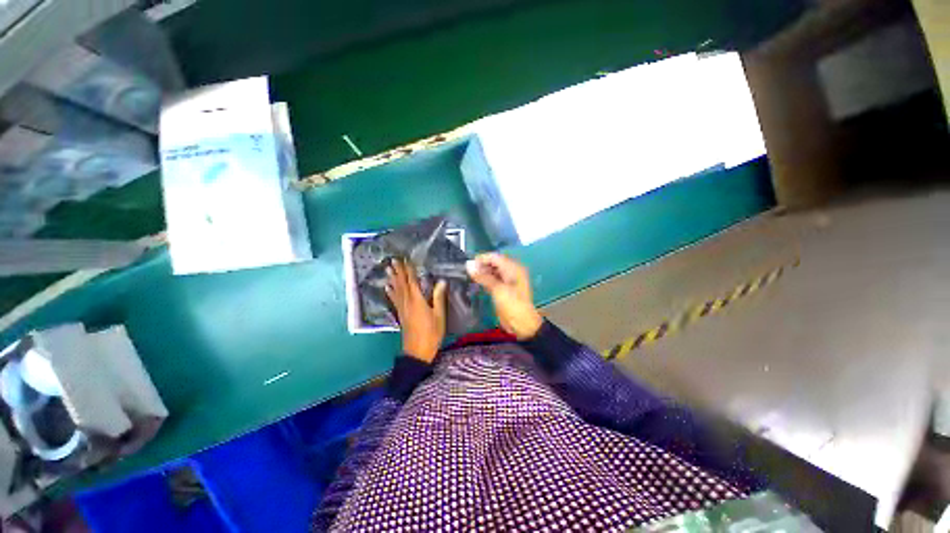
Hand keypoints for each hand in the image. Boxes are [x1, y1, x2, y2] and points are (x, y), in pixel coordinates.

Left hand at [386, 259, 447, 362]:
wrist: (417, 351)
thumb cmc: (431, 333)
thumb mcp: (439, 315)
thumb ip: (438, 297)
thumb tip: (441, 281)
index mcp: (417, 300)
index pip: (412, 281)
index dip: (408, 270)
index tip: (405, 259)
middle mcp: (407, 302)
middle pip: (401, 284)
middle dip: (397, 271)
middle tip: (392, 260)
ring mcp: (402, 308)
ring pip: (396, 290)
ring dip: (392, 279)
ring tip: (387, 269)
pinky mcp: (400, 315)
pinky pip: (394, 300)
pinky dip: (390, 292)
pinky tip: (387, 288)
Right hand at [466, 253, 542, 339]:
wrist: (522, 324)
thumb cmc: (512, 304)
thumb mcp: (497, 289)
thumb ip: (483, 276)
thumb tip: (468, 265)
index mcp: (513, 268)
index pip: (495, 257)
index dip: (481, 259)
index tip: (468, 265)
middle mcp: (511, 271)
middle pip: (494, 263)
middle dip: (481, 266)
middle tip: (468, 272)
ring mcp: (508, 281)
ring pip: (493, 272)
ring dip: (482, 273)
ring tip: (470, 276)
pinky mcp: (504, 289)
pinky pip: (493, 280)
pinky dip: (485, 280)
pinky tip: (477, 282)